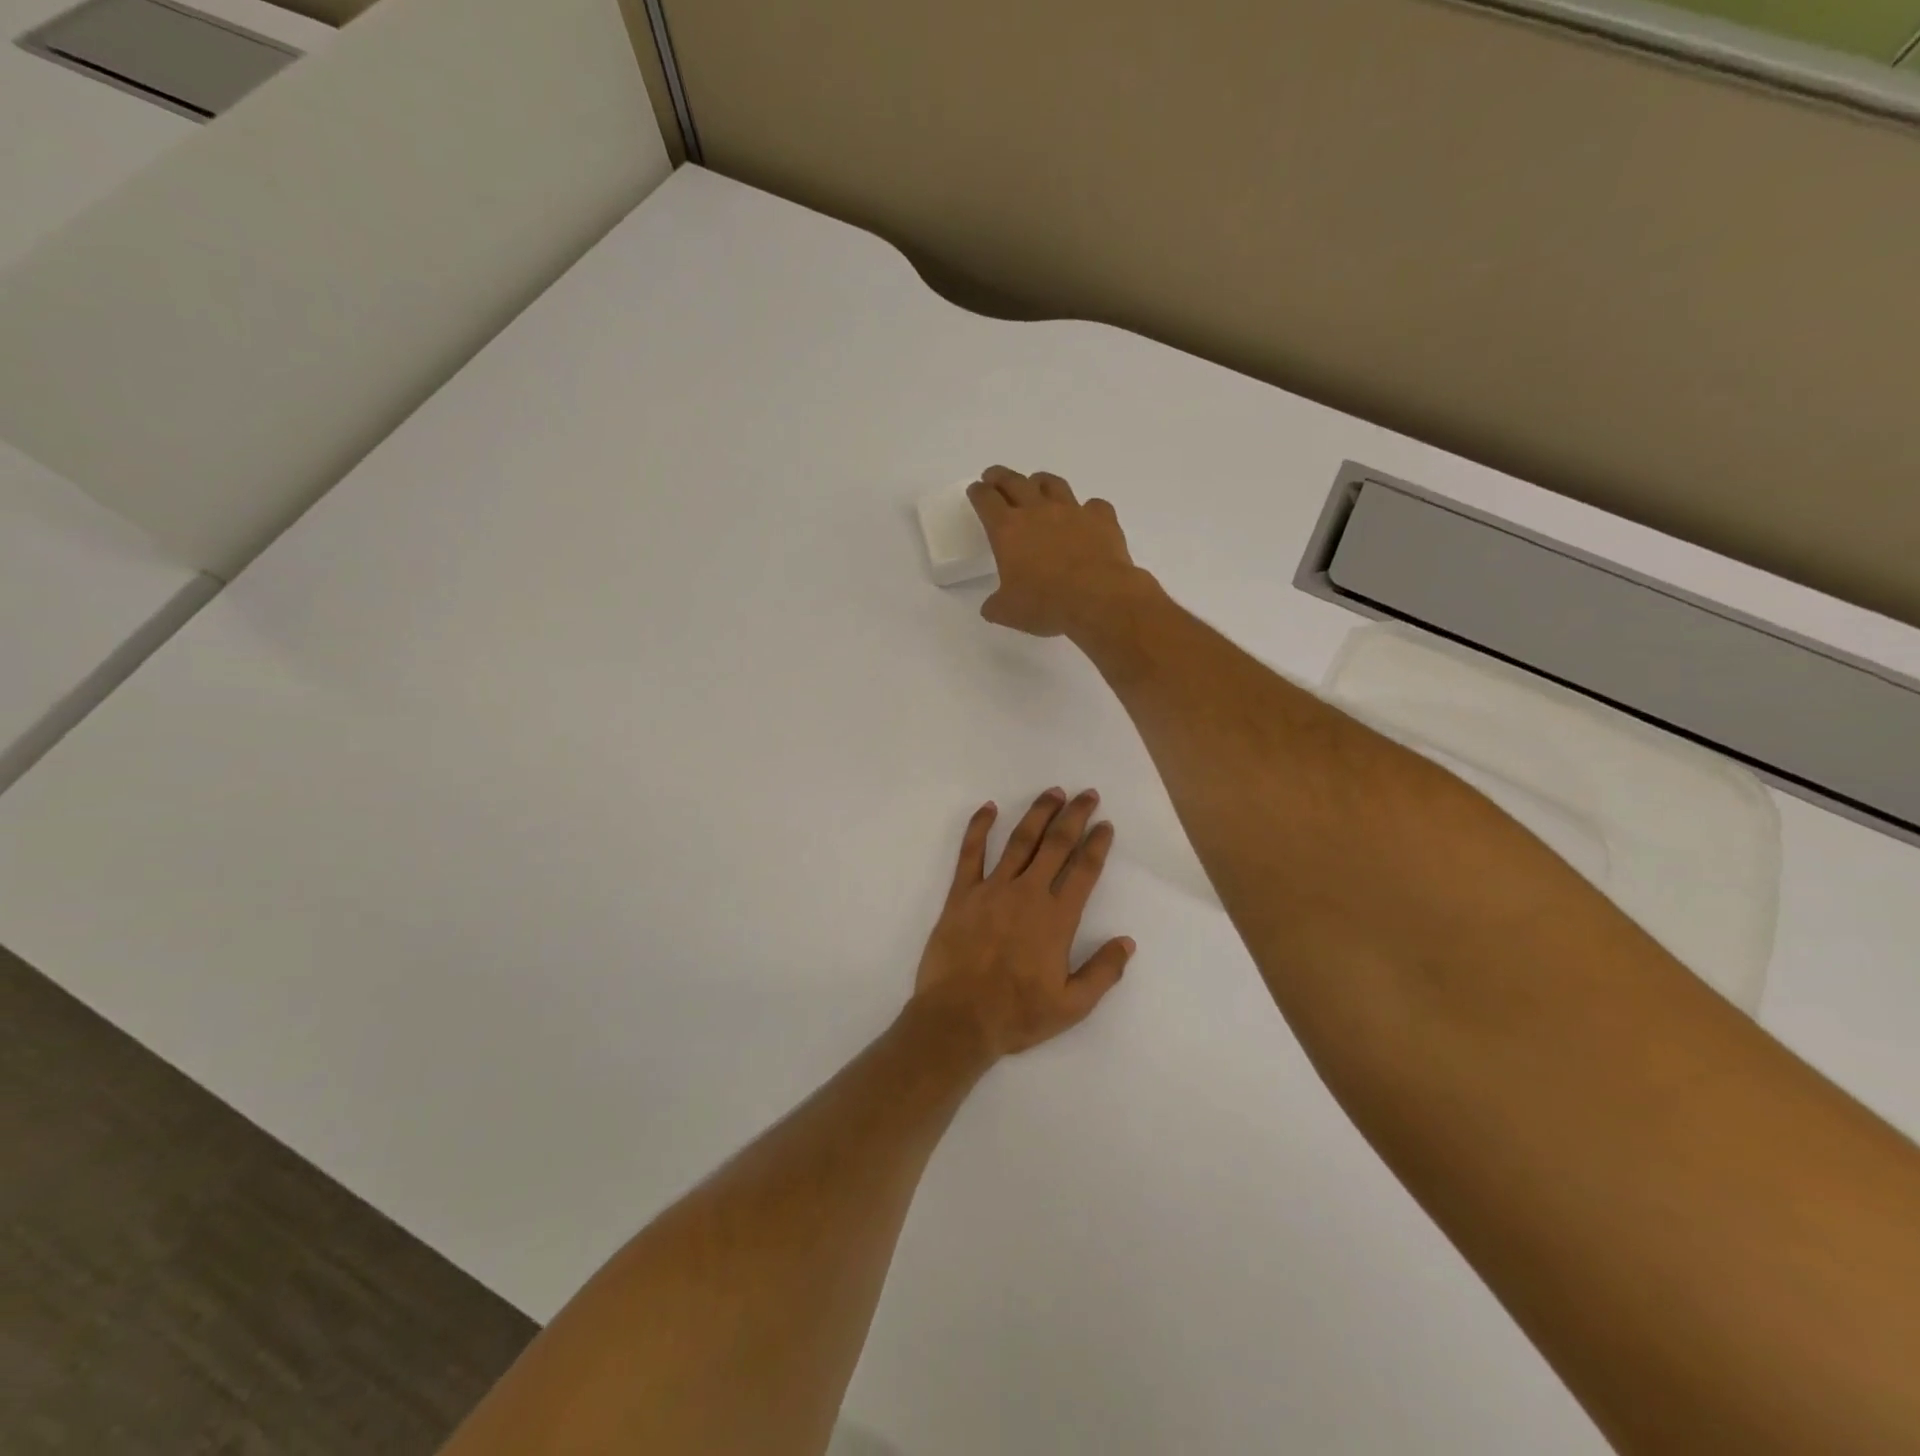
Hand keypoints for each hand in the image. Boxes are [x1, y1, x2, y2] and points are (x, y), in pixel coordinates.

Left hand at [912, 789, 1134, 1059]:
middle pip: (1056, 844)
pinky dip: (979, 827)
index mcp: (1057, 918)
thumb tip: (1127, 942)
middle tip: (1087, 795)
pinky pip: (970, 852)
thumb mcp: (1072, 1006)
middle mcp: (1028, 893)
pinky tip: (988, 808)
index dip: (1097, 844)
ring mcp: (992, 889)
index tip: (1105, 825)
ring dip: (1038, 813)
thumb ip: (1102, 972)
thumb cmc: (1017, 1015)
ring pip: (1019, 840)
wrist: (958, 1019)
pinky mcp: (962, 894)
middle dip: (1074, 816)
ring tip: (1052, 793)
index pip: (1084, 870)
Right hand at [967, 466, 1152, 638]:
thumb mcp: (1008, 612)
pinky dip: (1087, 509)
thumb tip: (992, 606)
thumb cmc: (1046, 603)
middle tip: (994, 476)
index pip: (986, 500)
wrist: (1098, 598)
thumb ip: (996, 604)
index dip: (978, 493)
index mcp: (1008, 530)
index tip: (976, 490)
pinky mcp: (1101, 518)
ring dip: (1040, 481)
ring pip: (1052, 484)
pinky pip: (1093, 505)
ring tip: (1037, 484)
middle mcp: (1038, 511)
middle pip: (1014, 482)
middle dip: (1001, 477)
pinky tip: (1087, 517)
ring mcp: (1072, 511)